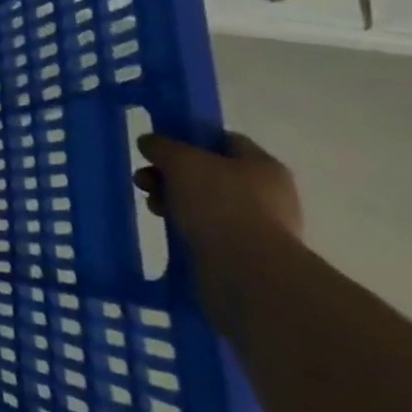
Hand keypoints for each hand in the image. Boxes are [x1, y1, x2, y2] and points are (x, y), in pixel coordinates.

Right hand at [136, 132, 302, 324]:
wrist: (247, 272)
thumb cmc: (219, 204)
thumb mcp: (181, 161)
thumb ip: (162, 146)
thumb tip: (150, 142)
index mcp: (262, 165)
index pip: (224, 140)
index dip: (189, 138)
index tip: (159, 148)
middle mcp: (266, 193)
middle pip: (209, 172)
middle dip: (171, 174)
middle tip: (144, 181)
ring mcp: (257, 225)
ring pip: (204, 201)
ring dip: (173, 200)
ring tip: (152, 207)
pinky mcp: (243, 253)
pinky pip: (206, 229)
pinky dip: (185, 226)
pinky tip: (167, 228)